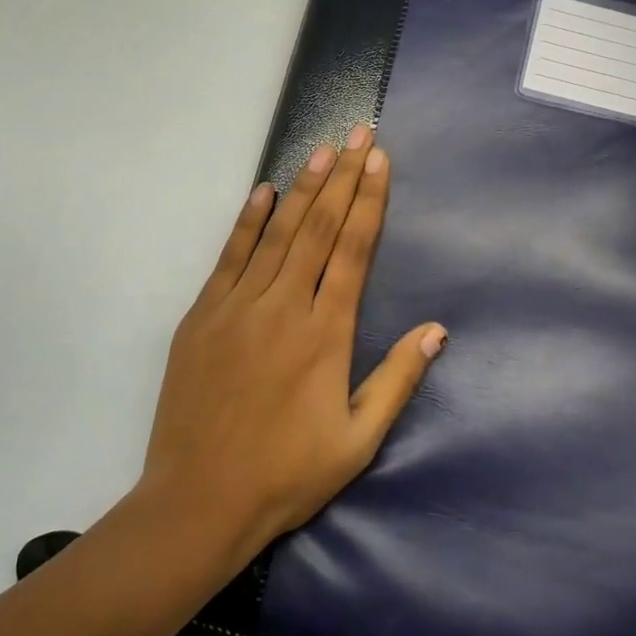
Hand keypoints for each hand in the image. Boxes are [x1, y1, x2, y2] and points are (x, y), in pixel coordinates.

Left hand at [139, 124, 445, 562]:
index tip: (380, 160)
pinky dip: (248, 221)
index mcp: (325, 334)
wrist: (198, 501)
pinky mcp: (202, 316)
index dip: (370, 201)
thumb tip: (436, 329)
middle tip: (358, 134)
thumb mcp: (357, 440)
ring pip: (278, 233)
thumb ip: (397, 380)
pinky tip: (263, 191)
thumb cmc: (286, 476)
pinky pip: (230, 256)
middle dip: (343, 176)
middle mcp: (284, 307)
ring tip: (323, 149)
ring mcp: (237, 307)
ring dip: (303, 188)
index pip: (354, 250)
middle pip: (320, 228)